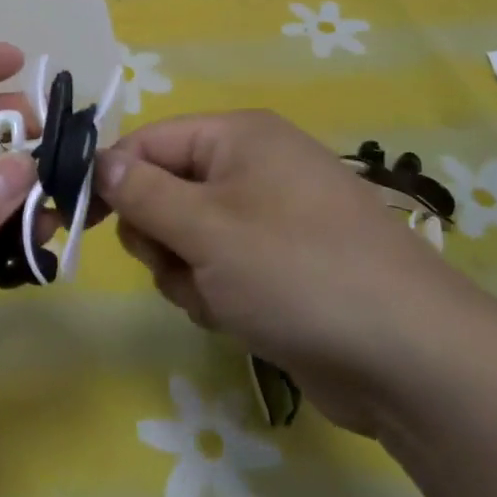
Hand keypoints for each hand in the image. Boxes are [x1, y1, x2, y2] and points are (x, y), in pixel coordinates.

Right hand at [95, 112, 475, 434]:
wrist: (412, 360)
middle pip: (164, 190)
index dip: (113, 178)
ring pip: (185, 237)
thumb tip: (99, 160)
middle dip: (159, 235)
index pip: (148, 141)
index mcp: (238, 137)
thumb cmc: (296, 272)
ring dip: (186, 272)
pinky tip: (240, 317)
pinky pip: (216, 268)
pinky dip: (214, 294)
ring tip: (219, 298)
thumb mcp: (204, 228)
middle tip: (178, 263)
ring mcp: (269, 218)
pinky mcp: (280, 266)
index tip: (85, 220)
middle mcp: (253, 167)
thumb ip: (141, 192)